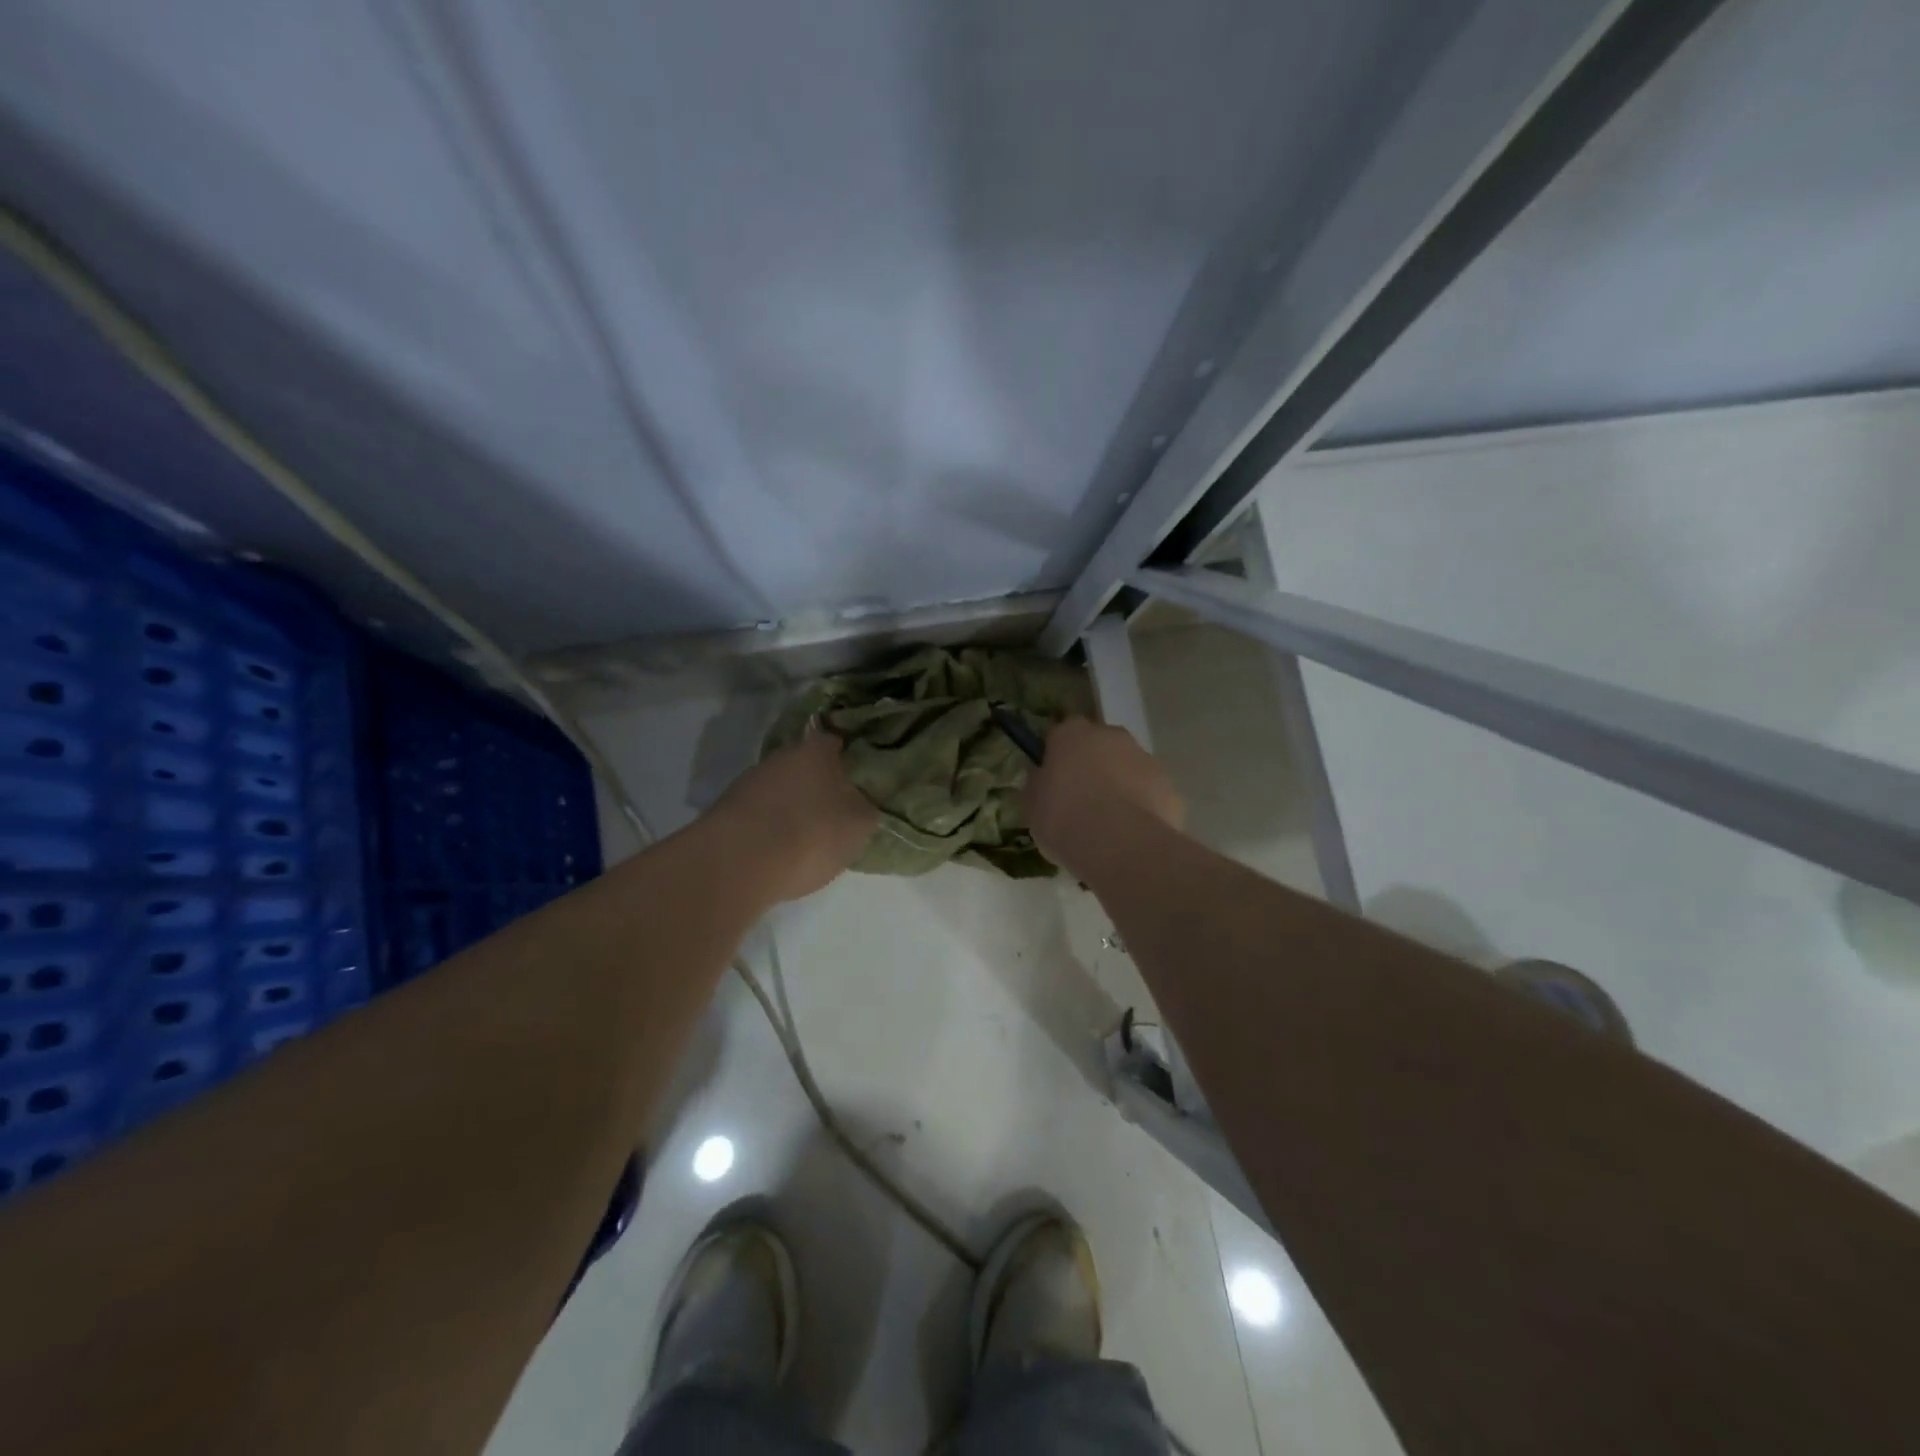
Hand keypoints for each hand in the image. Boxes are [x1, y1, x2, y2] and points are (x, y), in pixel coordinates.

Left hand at [707, 732, 877, 902]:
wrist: (740, 863)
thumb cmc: (813, 833)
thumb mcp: (860, 824)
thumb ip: (865, 807)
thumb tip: (861, 802)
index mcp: (819, 750)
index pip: (838, 743)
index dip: (849, 760)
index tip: (860, 779)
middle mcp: (783, 755)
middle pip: (807, 766)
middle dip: (820, 784)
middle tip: (837, 810)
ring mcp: (752, 780)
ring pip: (783, 788)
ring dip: (794, 805)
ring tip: (809, 835)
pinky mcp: (729, 809)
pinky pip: (762, 811)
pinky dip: (772, 824)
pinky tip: (781, 848)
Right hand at [1022, 718, 1183, 878]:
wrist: (1119, 844)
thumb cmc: (1064, 818)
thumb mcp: (1032, 805)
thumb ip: (1038, 785)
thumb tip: (1043, 779)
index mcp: (1072, 734)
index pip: (1062, 733)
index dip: (1059, 755)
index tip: (1054, 779)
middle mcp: (1112, 736)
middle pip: (1101, 745)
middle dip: (1094, 766)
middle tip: (1082, 800)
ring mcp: (1146, 759)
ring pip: (1129, 768)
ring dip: (1121, 786)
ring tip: (1109, 825)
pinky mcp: (1170, 787)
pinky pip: (1151, 794)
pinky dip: (1144, 808)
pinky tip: (1132, 836)